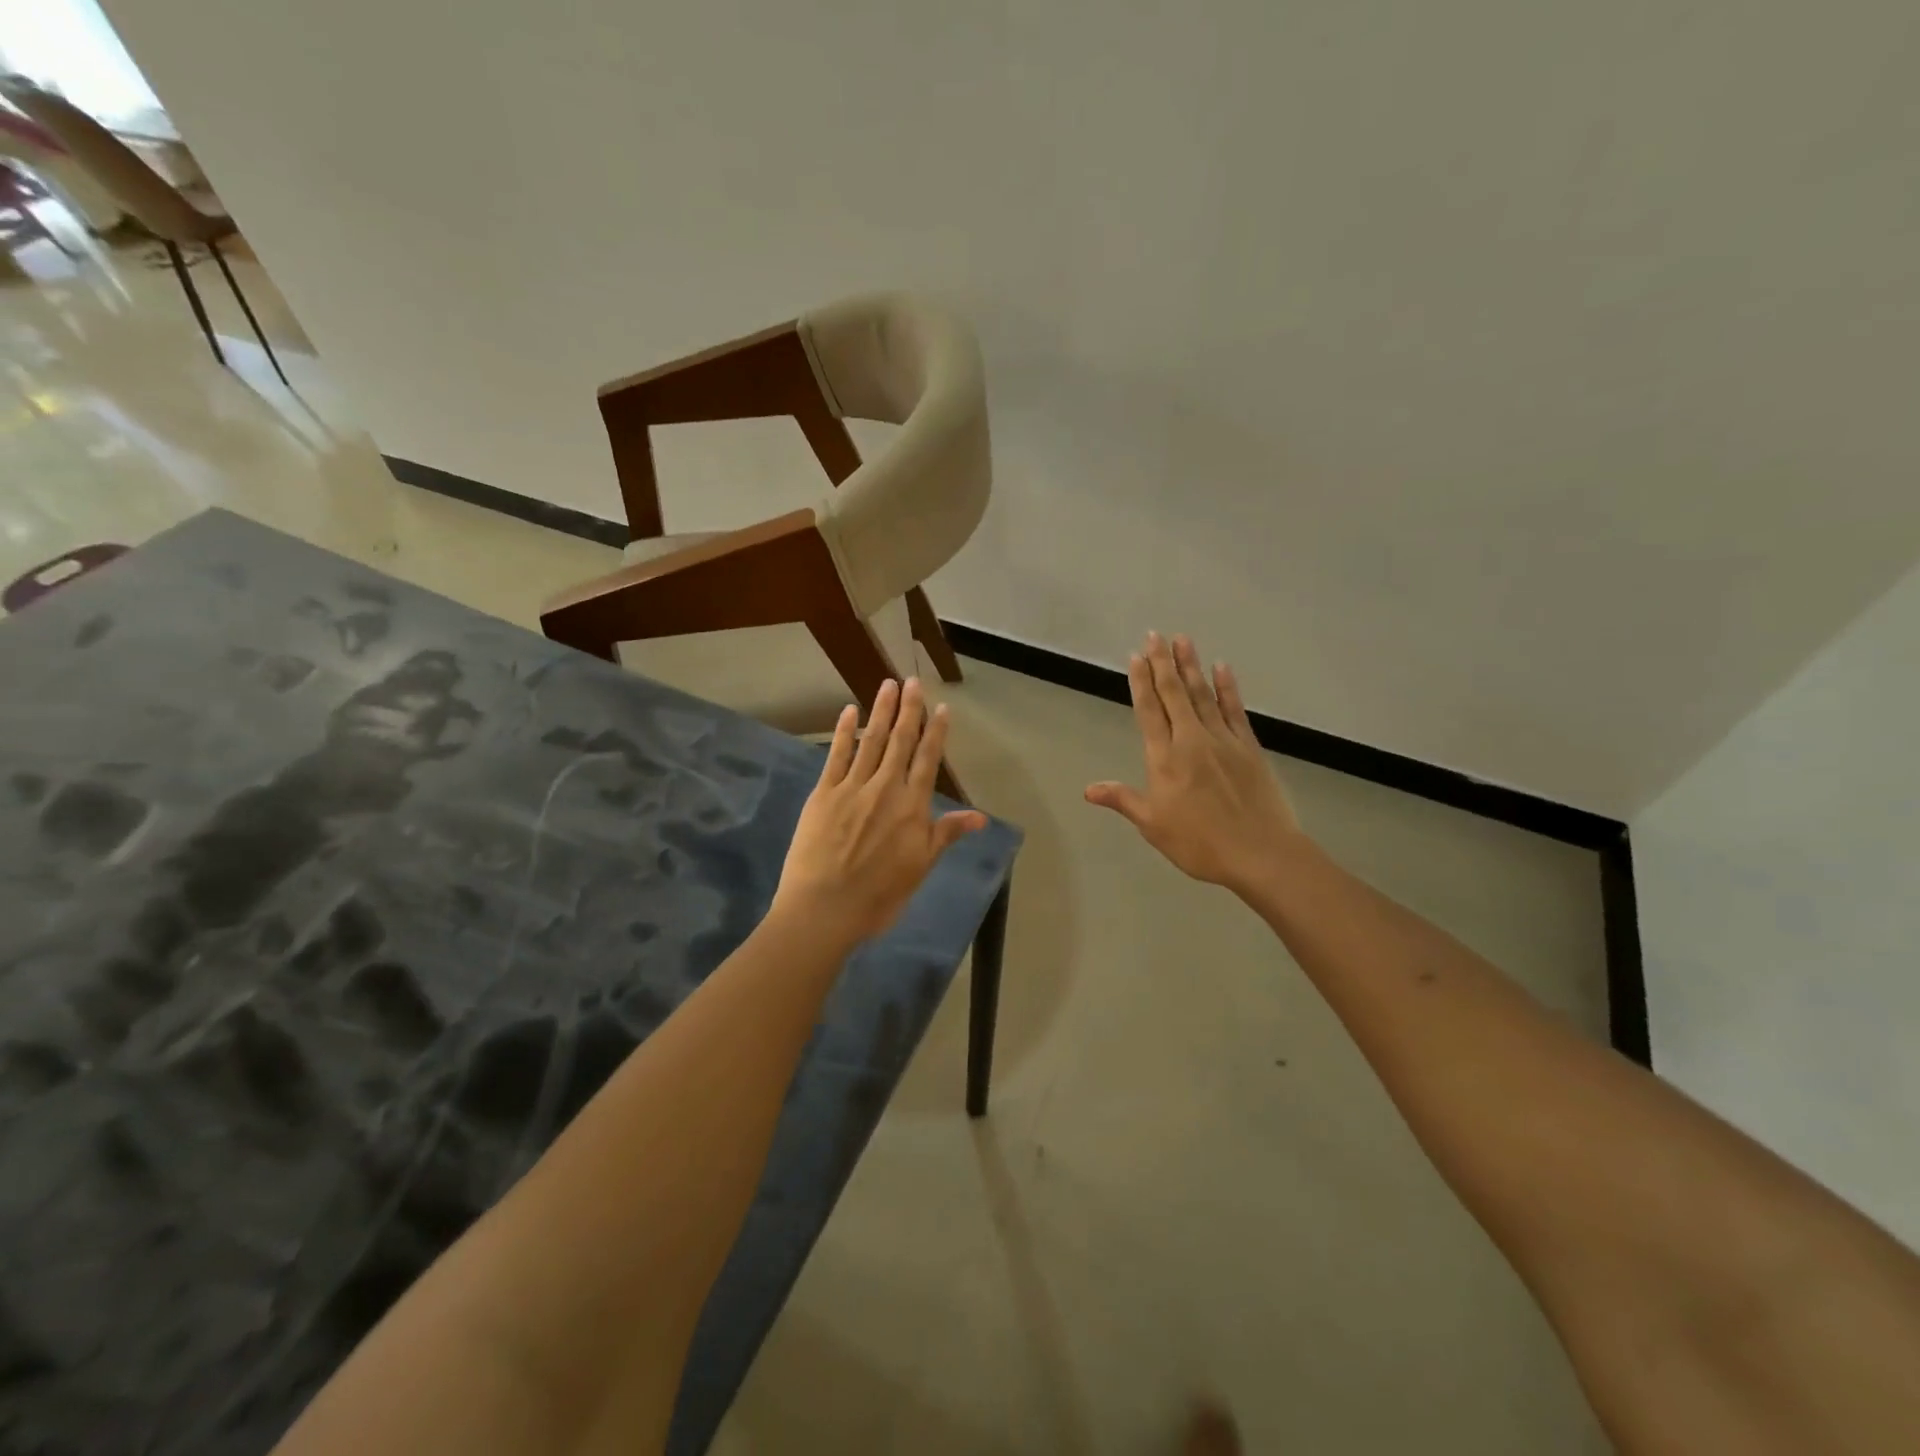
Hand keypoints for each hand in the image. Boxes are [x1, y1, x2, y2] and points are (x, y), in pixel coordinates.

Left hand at [772, 678, 987, 945]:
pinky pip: (836, 756)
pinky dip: (845, 732)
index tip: (942, 707)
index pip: (928, 760)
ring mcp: (852, 788)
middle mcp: (885, 788)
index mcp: (912, 807)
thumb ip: (945, 835)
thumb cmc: (879, 896)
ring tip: (888, 684)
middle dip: (909, 709)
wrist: (824, 908)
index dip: (936, 731)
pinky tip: (850, 712)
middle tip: (912, 681)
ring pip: (871, 741)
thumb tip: (980, 817)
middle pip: (901, 741)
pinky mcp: (824, 793)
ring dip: (881, 711)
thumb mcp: (920, 868)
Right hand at [1085, 632, 1302, 895]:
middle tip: (1155, 635)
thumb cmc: (1200, 843)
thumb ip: (1123, 800)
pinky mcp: (1248, 746)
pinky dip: (1227, 687)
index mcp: (1165, 759)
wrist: (1260, 853)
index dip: (1141, 683)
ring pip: (1202, 695)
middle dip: (1163, 663)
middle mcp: (1191, 740)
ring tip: (1182, 640)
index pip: (1149, 712)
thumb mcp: (1153, 825)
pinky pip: (1234, 710)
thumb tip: (1089, 789)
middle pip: (1174, 694)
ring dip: (1191, 666)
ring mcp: (1223, 740)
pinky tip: (1222, 668)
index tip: (1136, 657)